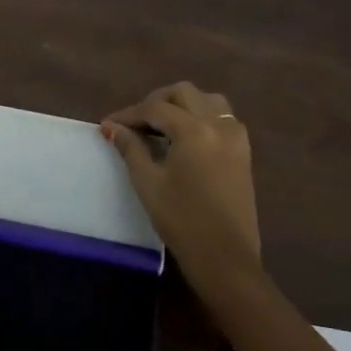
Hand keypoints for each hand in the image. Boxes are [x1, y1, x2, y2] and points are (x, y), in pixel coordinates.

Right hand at [101, 82, 263, 306]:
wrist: (224, 256)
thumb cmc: (181, 220)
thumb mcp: (148, 182)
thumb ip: (130, 148)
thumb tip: (112, 127)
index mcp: (194, 130)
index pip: (155, 108)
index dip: (128, 114)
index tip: (108, 125)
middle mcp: (219, 125)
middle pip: (184, 93)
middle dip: (156, 101)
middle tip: (134, 123)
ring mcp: (236, 137)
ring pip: (207, 100)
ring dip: (182, 104)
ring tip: (160, 125)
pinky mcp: (243, 152)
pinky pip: (222, 118)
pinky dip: (200, 116)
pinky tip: (184, 137)